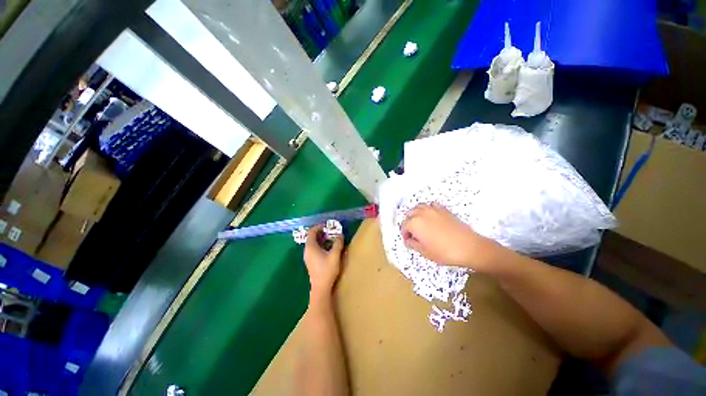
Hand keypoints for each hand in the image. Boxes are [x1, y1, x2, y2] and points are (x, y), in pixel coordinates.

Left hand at [304, 225, 343, 298]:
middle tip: (331, 232)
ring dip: (322, 239)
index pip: (312, 232)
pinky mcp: (310, 261)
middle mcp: (307, 250)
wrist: (321, 288)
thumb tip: (340, 234)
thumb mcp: (335, 255)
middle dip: (322, 233)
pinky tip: (328, 249)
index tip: (328, 226)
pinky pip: (314, 249)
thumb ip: (338, 243)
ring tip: (332, 239)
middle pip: (312, 237)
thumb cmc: (327, 270)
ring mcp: (308, 256)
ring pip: (313, 243)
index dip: (319, 227)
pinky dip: (320, 245)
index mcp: (311, 247)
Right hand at [401, 203, 501, 270]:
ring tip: (420, 224)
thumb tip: (409, 240)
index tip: (408, 240)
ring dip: (416, 214)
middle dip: (408, 222)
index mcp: (414, 223)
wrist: (469, 247)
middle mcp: (421, 213)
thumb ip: (413, 244)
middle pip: (409, 214)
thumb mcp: (424, 252)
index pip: (403, 226)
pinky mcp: (443, 209)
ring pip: (418, 207)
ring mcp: (433, 209)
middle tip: (413, 233)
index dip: (404, 234)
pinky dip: (427, 210)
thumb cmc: (444, 252)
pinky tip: (431, 218)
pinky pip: (431, 206)